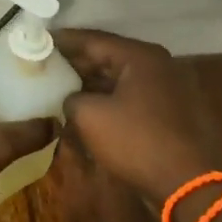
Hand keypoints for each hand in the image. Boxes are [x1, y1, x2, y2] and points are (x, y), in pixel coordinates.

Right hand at [55, 29, 220, 205]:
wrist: (184, 181)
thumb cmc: (136, 141)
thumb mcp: (90, 116)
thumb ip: (71, 98)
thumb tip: (69, 99)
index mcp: (139, 57)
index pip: (93, 40)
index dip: (63, 41)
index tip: (38, 40)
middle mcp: (154, 65)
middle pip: (106, 57)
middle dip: (74, 62)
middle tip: (43, 63)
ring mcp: (161, 89)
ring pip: (116, 79)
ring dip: (88, 83)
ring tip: (56, 86)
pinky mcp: (162, 112)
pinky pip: (126, 97)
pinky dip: (104, 100)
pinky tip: (81, 108)